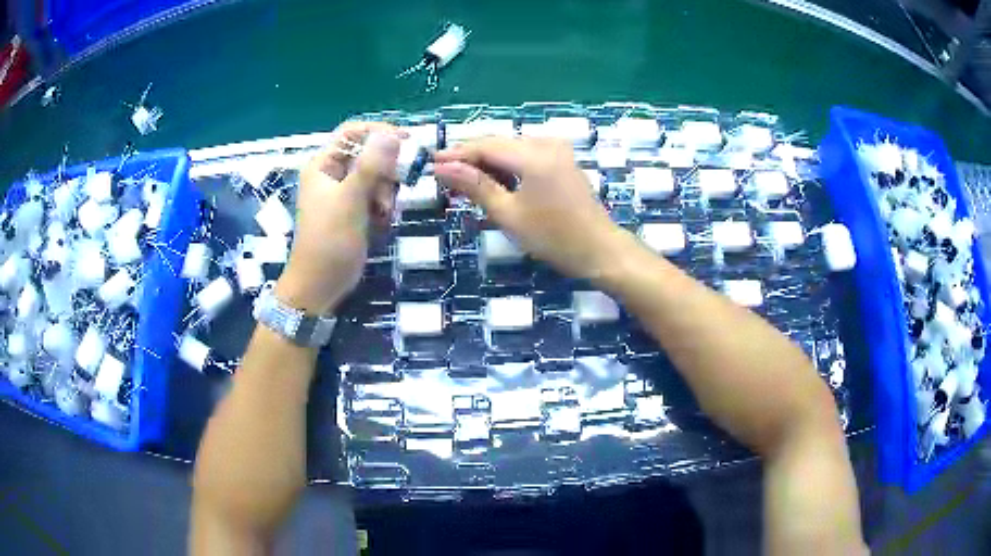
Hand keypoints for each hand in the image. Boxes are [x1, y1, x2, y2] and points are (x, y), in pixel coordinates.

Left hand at [276, 122, 403, 314]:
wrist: (320, 285)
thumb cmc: (329, 241)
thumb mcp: (350, 200)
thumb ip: (370, 166)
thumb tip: (392, 134)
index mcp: (323, 164)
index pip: (353, 132)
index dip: (379, 132)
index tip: (408, 142)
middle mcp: (332, 173)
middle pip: (368, 154)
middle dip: (384, 171)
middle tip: (392, 189)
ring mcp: (343, 193)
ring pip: (376, 176)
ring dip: (385, 191)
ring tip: (383, 213)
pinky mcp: (354, 210)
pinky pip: (376, 195)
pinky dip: (382, 206)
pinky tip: (382, 221)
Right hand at [434, 137, 637, 281]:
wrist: (600, 250)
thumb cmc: (553, 238)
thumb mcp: (508, 214)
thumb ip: (475, 185)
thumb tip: (442, 167)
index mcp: (533, 155)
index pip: (485, 146)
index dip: (456, 155)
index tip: (431, 165)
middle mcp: (546, 143)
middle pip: (498, 143)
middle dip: (470, 158)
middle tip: (444, 176)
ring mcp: (557, 150)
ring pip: (511, 149)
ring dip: (488, 163)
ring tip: (464, 183)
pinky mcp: (562, 160)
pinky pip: (526, 155)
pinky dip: (507, 167)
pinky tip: (493, 182)